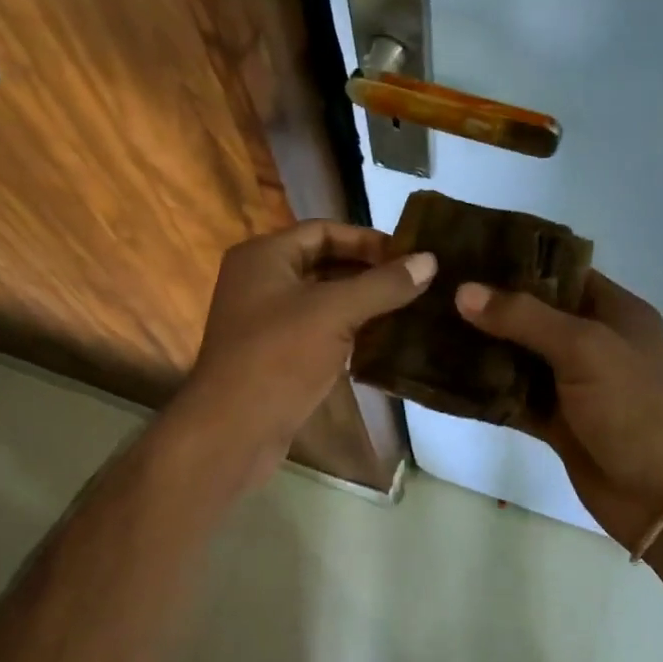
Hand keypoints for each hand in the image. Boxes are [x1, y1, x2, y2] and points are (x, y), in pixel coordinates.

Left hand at [180, 221, 435, 479]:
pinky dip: (348, 330)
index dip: (367, 239)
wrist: (232, 431)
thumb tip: (430, 259)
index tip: (410, 255)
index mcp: (264, 256)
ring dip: (362, 302)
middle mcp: (260, 280)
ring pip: (323, 299)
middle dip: (369, 272)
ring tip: (409, 308)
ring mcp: (265, 320)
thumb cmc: (279, 357)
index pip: (324, 231)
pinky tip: (383, 340)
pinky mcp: (275, 355)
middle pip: (324, 263)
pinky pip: (318, 330)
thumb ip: (383, 284)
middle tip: (416, 282)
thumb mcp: (335, 312)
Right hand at [456, 272, 662, 545]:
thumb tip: (464, 291)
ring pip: (519, 357)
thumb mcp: (585, 349)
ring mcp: (574, 385)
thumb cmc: (635, 407)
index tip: (467, 254)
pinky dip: (486, 391)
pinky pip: (514, 398)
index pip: (561, 273)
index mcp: (614, 312)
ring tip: (429, 328)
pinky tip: (445, 379)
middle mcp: (593, 343)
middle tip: (436, 291)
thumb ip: (524, 318)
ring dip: (482, 348)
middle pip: (534, 315)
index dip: (517, 262)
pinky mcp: (557, 421)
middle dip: (489, 306)